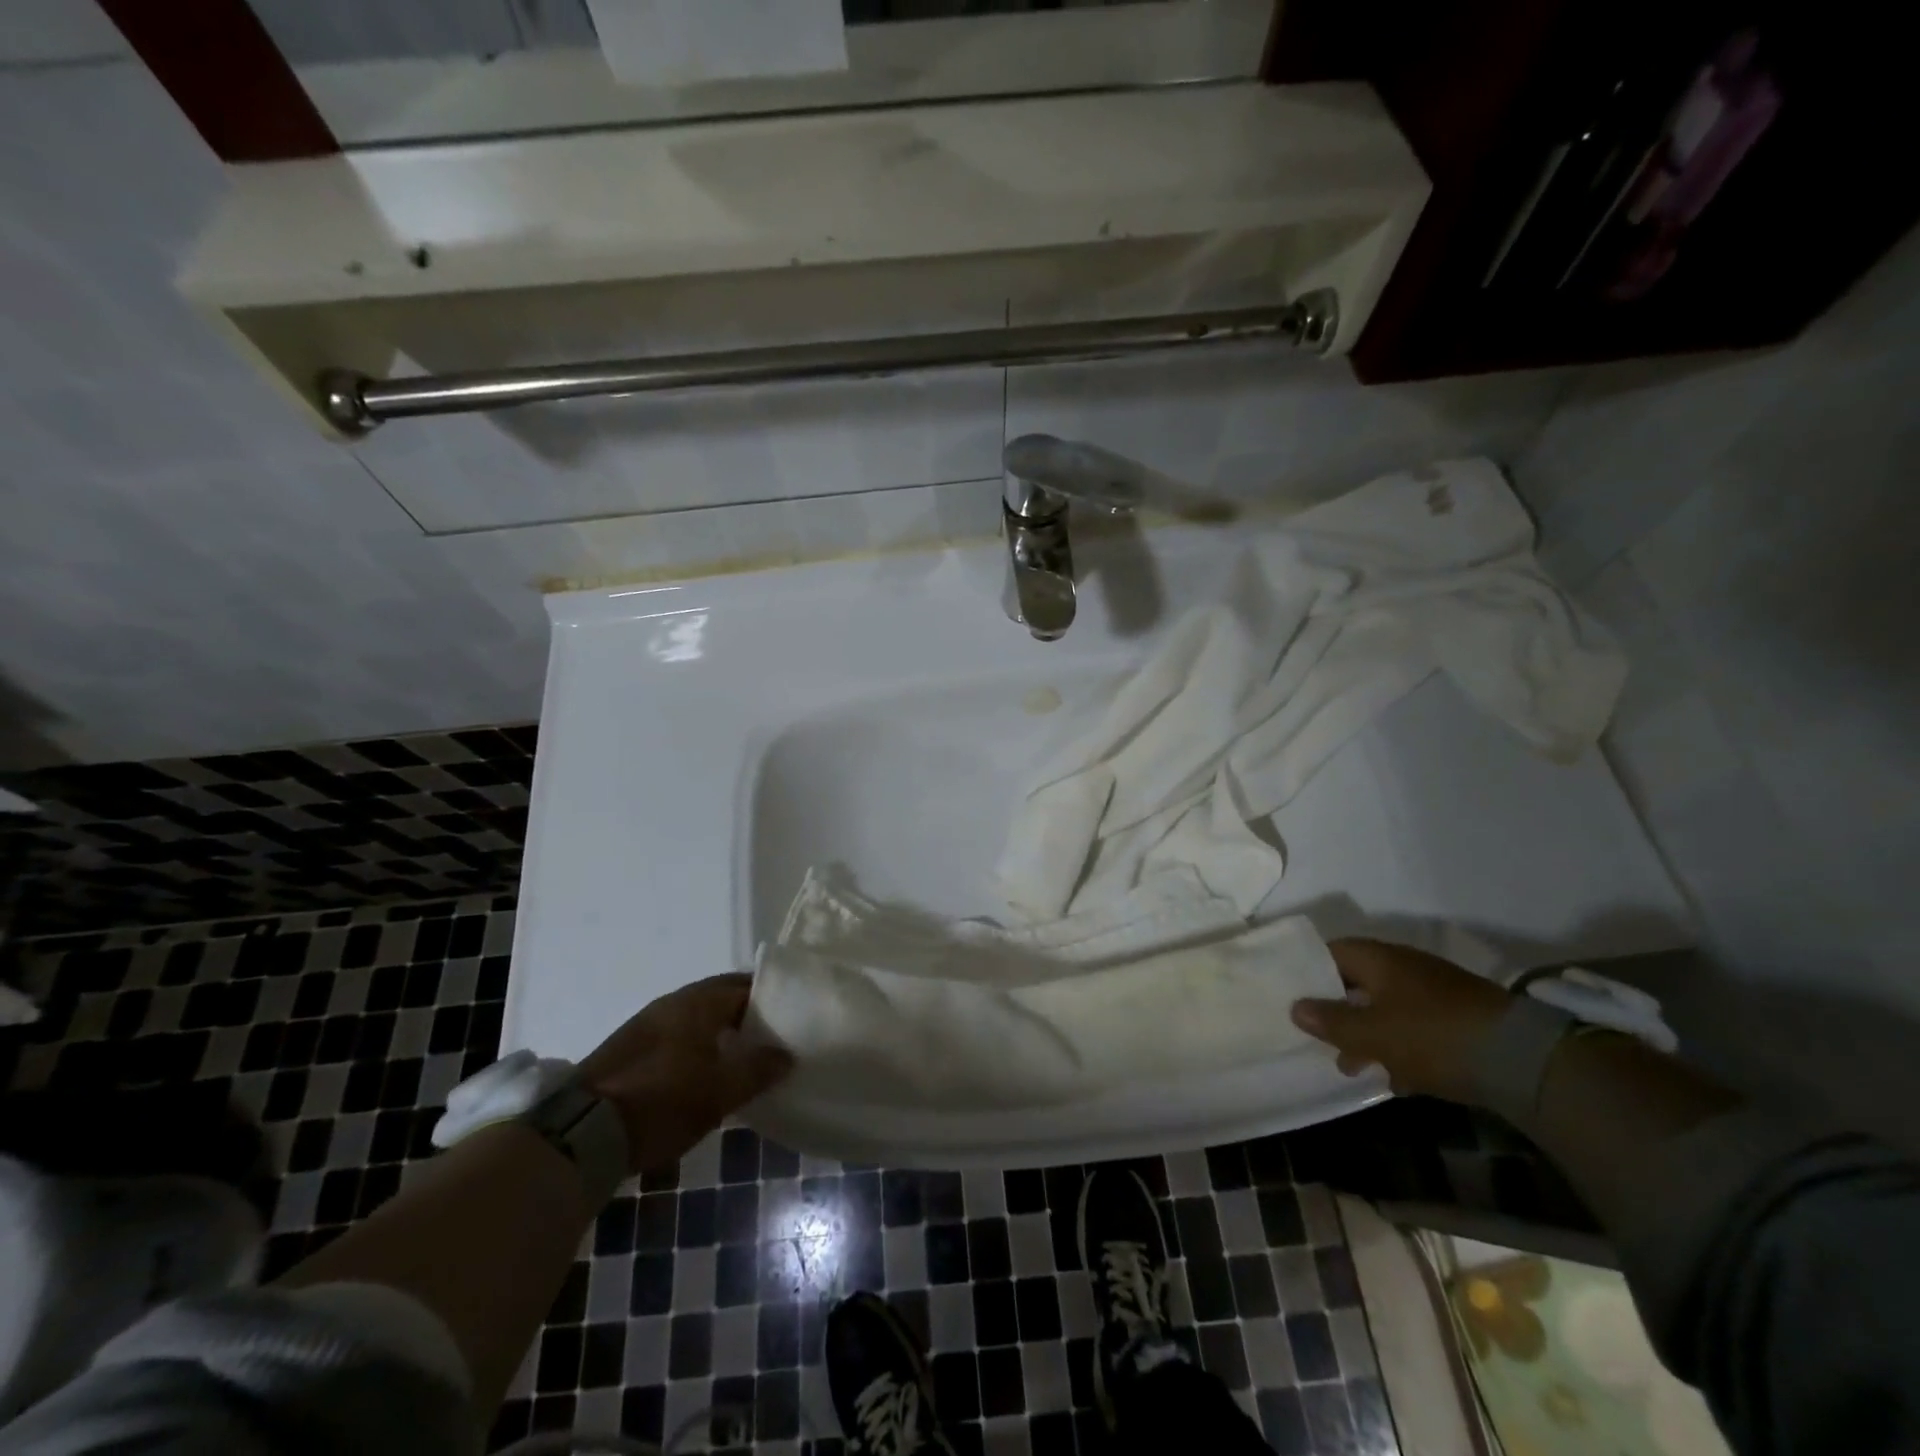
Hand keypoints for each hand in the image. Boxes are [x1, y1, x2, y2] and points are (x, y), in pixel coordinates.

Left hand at [579, 973, 791, 1174]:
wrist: (579, 1133)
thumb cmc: (662, 1101)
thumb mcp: (720, 1092)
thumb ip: (758, 1069)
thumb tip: (787, 1054)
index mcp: (698, 1002)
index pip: (744, 985)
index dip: (771, 997)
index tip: (793, 1013)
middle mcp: (672, 1002)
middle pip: (719, 997)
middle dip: (746, 1012)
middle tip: (772, 1036)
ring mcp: (645, 1024)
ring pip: (696, 1017)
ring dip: (720, 1029)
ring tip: (742, 1055)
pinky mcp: (628, 1050)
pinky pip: (676, 1035)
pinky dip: (697, 1044)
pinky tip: (704, 1070)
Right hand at [1290, 939, 1510, 1102]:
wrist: (1523, 1059)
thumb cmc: (1432, 1035)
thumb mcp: (1373, 1033)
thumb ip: (1332, 1021)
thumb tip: (1296, 1007)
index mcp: (1381, 959)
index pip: (1333, 952)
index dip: (1310, 971)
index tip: (1294, 996)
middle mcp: (1406, 967)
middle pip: (1359, 983)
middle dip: (1340, 1012)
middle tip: (1322, 1038)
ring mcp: (1437, 992)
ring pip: (1388, 1008)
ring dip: (1370, 1035)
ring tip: (1355, 1068)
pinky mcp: (1461, 1019)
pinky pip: (1417, 1027)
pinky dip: (1402, 1047)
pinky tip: (1400, 1079)